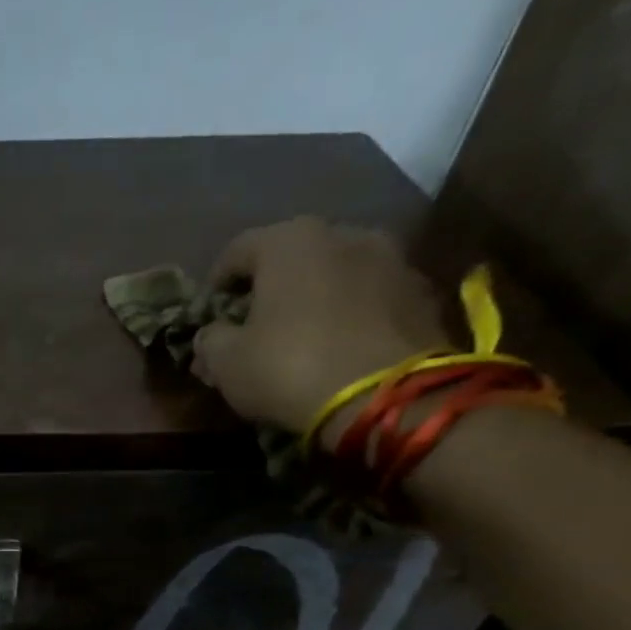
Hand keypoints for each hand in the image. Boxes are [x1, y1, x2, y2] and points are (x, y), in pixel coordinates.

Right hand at [192, 217, 452, 434]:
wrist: (385, 397)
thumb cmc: (289, 368)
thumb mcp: (227, 363)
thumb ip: (210, 341)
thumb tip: (209, 335)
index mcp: (289, 241)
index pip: (236, 251)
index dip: (216, 284)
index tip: (209, 315)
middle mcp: (343, 233)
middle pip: (292, 257)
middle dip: (269, 288)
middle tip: (254, 327)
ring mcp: (391, 258)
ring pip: (335, 273)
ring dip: (314, 298)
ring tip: (301, 336)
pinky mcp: (420, 292)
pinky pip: (370, 297)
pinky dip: (350, 314)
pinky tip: (339, 346)